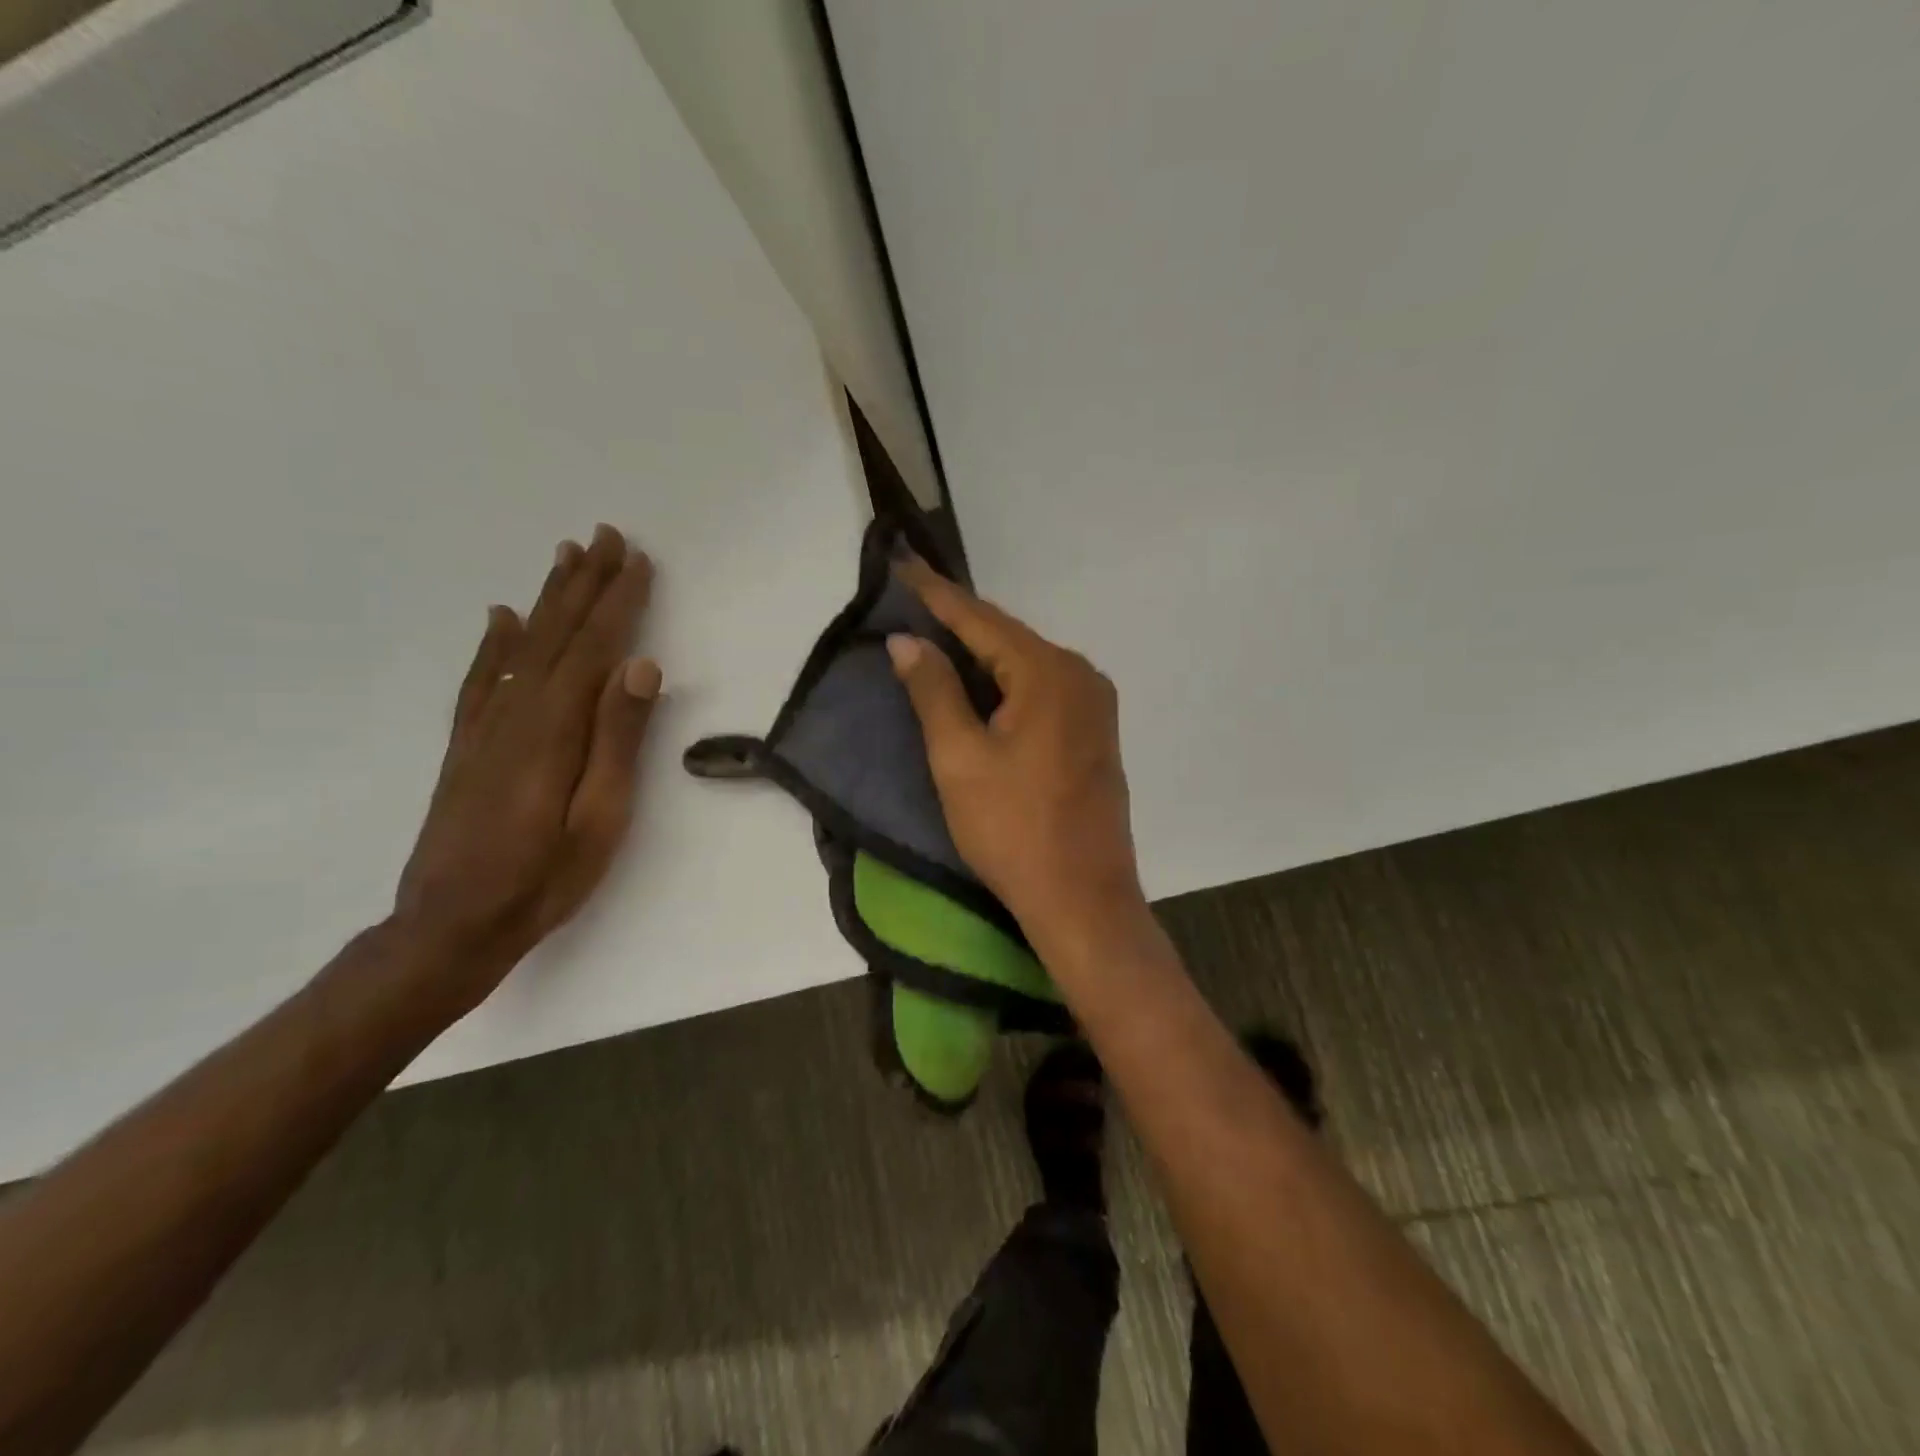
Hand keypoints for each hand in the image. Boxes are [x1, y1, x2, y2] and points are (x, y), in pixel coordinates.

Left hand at [394, 525, 660, 1008]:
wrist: (453, 925)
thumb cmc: (545, 877)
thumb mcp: (601, 816)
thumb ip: (618, 738)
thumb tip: (640, 666)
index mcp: (554, 728)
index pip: (595, 649)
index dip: (618, 602)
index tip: (637, 560)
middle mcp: (516, 713)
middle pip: (556, 635)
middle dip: (583, 584)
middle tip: (603, 536)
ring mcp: (485, 728)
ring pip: (521, 647)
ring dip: (547, 600)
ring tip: (563, 558)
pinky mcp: (468, 747)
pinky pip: (482, 680)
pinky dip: (495, 644)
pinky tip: (501, 620)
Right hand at [887, 558, 1144, 943]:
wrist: (1082, 898)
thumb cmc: (1013, 829)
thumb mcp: (960, 758)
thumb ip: (933, 691)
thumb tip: (906, 641)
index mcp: (1048, 672)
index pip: (981, 620)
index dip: (936, 595)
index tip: (901, 565)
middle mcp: (1080, 674)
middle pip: (1007, 637)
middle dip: (958, 621)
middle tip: (910, 600)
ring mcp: (1094, 704)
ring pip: (1025, 663)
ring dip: (981, 652)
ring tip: (934, 634)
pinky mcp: (1094, 731)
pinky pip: (1042, 688)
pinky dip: (1006, 680)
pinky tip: (978, 681)